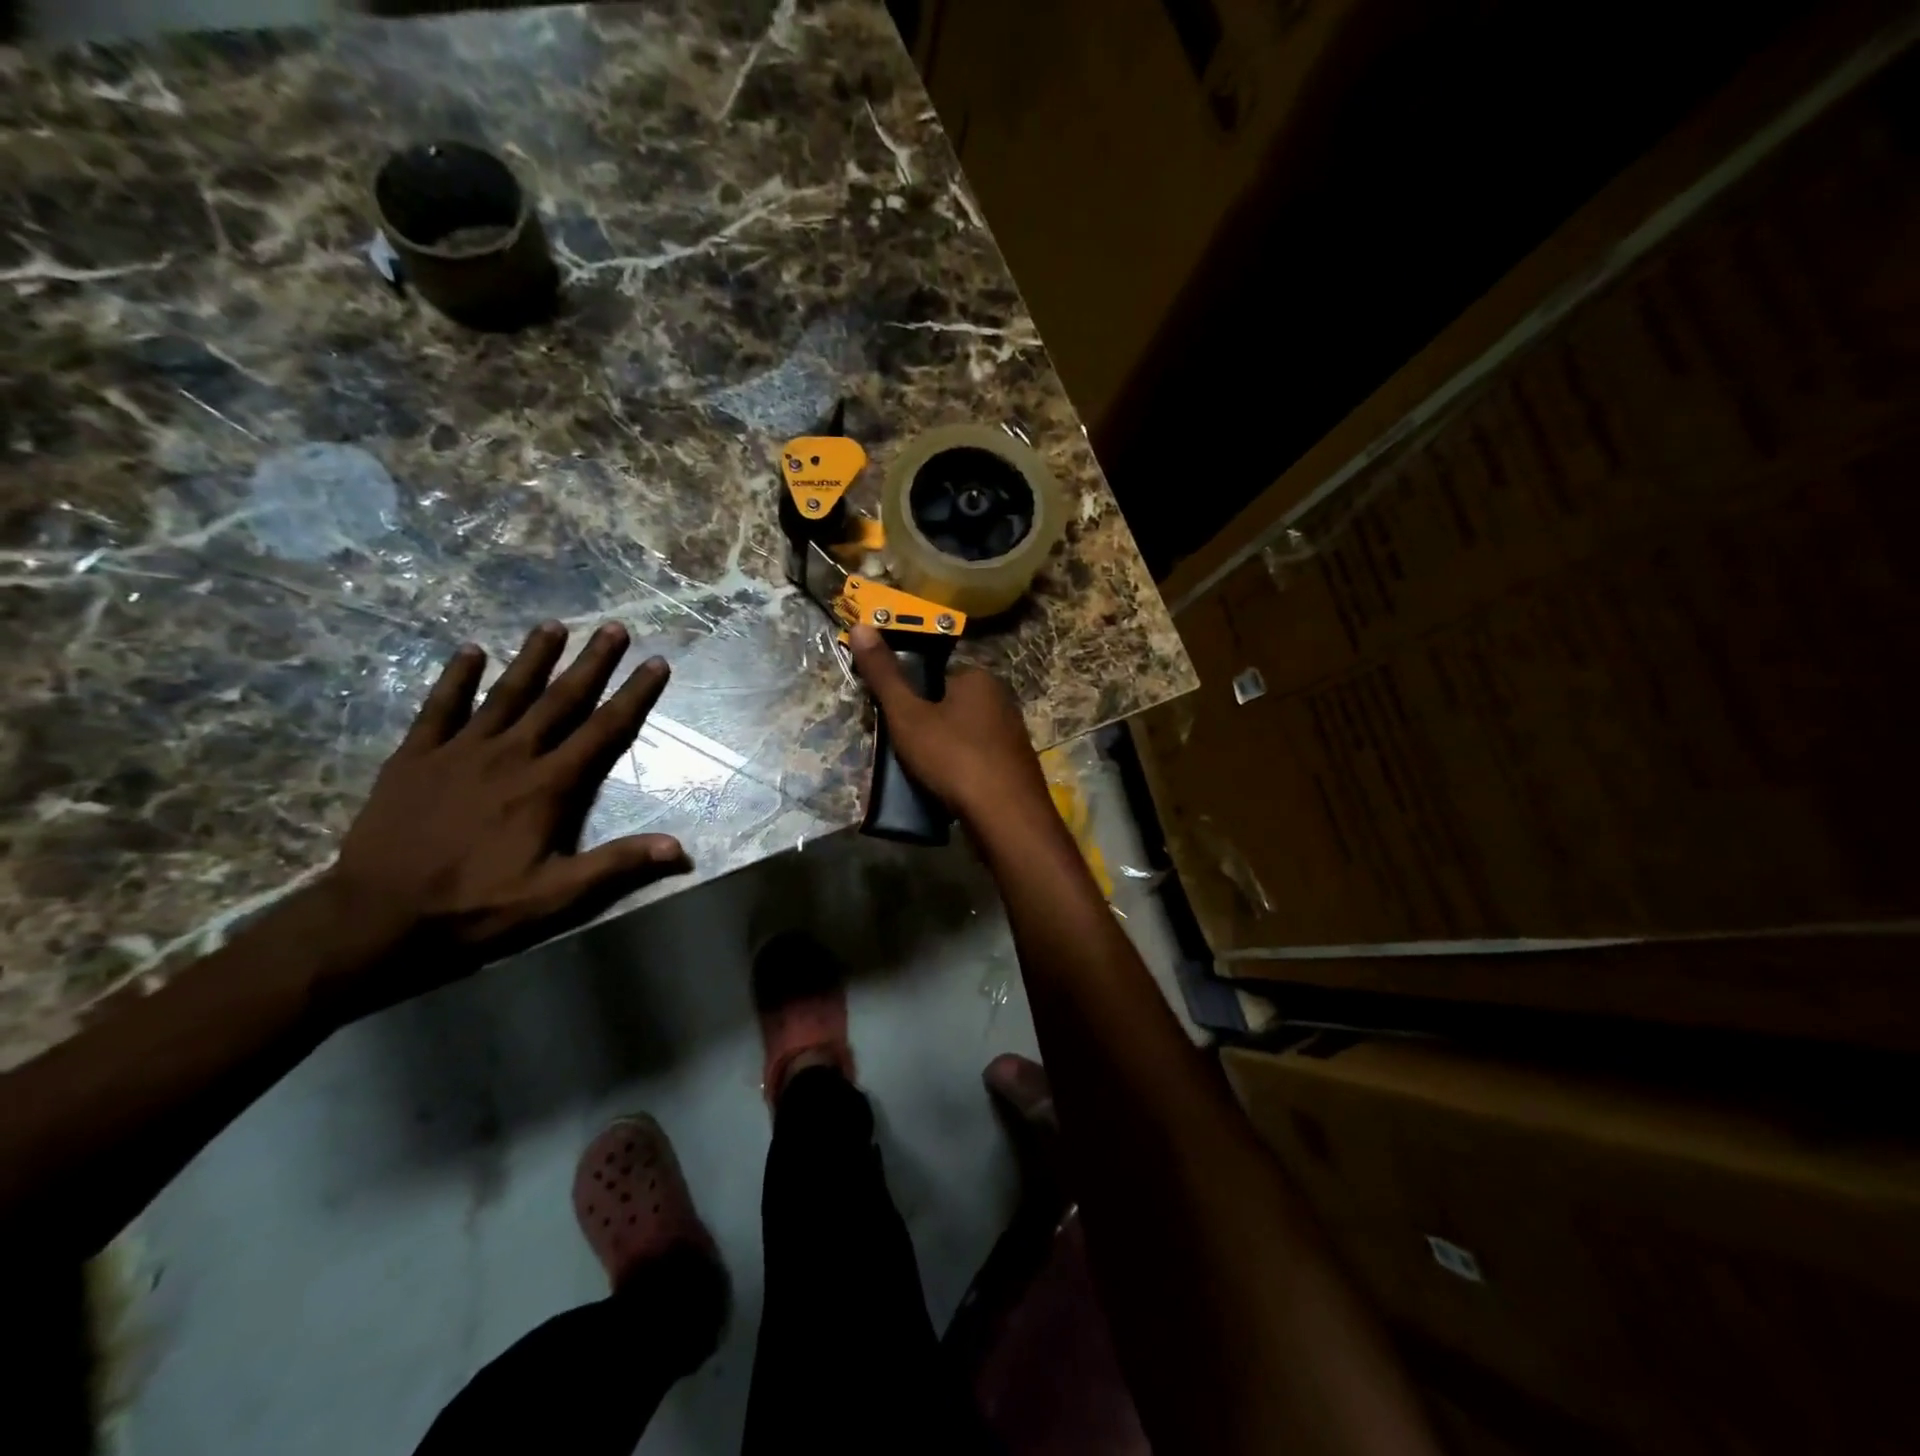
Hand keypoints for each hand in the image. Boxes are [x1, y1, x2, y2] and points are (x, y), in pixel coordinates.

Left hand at [316, 620, 690, 1016]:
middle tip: (613, 627)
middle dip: (591, 662)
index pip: (604, 730)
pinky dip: (456, 677)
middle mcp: (511, 755)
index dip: (634, 694)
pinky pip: (439, 707)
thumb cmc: (476, 906)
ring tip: (553, 625)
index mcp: (549, 786)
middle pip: (560, 699)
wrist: (377, 917)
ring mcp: (460, 751)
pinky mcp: (415, 756)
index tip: (656, 663)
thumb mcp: (557, 896)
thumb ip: (618, 865)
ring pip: (506, 693)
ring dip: (533, 657)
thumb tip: (680, 849)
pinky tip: (470, 650)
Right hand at [848, 623, 1052, 830]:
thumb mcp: (908, 715)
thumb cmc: (954, 758)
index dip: (904, 696)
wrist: (1007, 818)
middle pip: (944, 705)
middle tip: (897, 752)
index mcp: (978, 678)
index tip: (886, 720)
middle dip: (919, 726)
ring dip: (936, 751)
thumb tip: (861, 625)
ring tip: (916, 775)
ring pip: (958, 735)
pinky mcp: (1013, 766)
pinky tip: (943, 789)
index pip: (931, 675)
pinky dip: (955, 770)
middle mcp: (1000, 700)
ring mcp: (1010, 735)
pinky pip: (974, 759)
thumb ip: (884, 674)